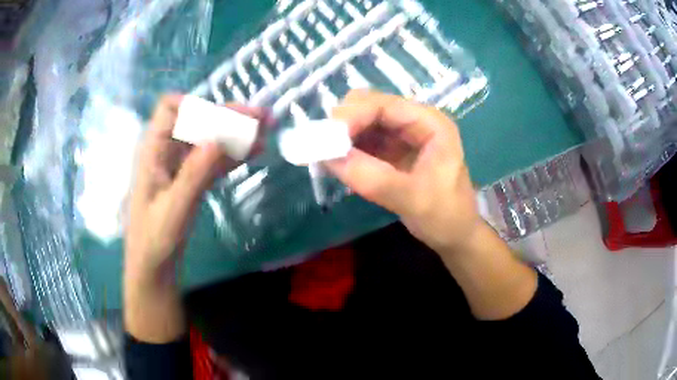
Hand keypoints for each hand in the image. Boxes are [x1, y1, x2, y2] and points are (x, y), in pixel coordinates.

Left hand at [124, 95, 263, 341]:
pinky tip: (255, 151)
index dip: (196, 106)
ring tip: (265, 130)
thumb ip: (195, 173)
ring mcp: (179, 165)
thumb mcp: (174, 209)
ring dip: (235, 133)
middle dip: (228, 116)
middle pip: (197, 120)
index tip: (226, 117)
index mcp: (153, 151)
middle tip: (262, 117)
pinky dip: (233, 153)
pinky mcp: (190, 178)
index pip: (170, 108)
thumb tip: (220, 135)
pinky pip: (213, 159)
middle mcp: (166, 151)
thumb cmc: (155, 241)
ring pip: (208, 138)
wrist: (154, 267)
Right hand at [326, 90, 536, 319]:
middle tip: (323, 147)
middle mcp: (415, 121)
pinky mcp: (391, 150)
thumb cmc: (445, 216)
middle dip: (344, 123)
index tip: (327, 137)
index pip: (385, 105)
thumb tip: (328, 158)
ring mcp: (402, 134)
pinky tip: (338, 162)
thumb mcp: (413, 200)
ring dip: (342, 135)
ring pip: (362, 121)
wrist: (455, 235)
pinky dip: (346, 148)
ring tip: (327, 156)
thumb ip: (373, 179)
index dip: (353, 115)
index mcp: (431, 123)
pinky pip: (362, 140)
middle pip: (370, 106)